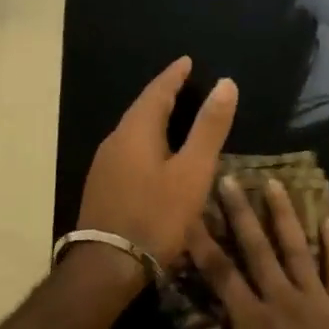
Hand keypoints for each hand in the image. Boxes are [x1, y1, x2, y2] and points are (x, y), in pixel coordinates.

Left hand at [77, 57, 236, 272]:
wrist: (108, 266)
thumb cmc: (156, 215)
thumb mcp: (193, 171)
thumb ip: (209, 128)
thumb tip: (226, 83)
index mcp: (136, 130)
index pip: (158, 91)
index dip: (175, 75)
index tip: (188, 61)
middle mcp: (115, 140)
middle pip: (142, 108)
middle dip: (164, 95)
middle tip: (185, 85)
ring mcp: (104, 165)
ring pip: (133, 131)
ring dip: (154, 119)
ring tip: (175, 117)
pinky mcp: (102, 186)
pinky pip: (128, 150)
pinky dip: (146, 141)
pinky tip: (156, 156)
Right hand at [188, 179, 328, 328]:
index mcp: (251, 322)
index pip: (222, 274)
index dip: (204, 244)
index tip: (193, 216)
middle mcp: (282, 301)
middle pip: (257, 249)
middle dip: (241, 213)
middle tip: (231, 181)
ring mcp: (317, 301)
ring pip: (297, 248)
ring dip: (284, 215)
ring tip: (274, 184)